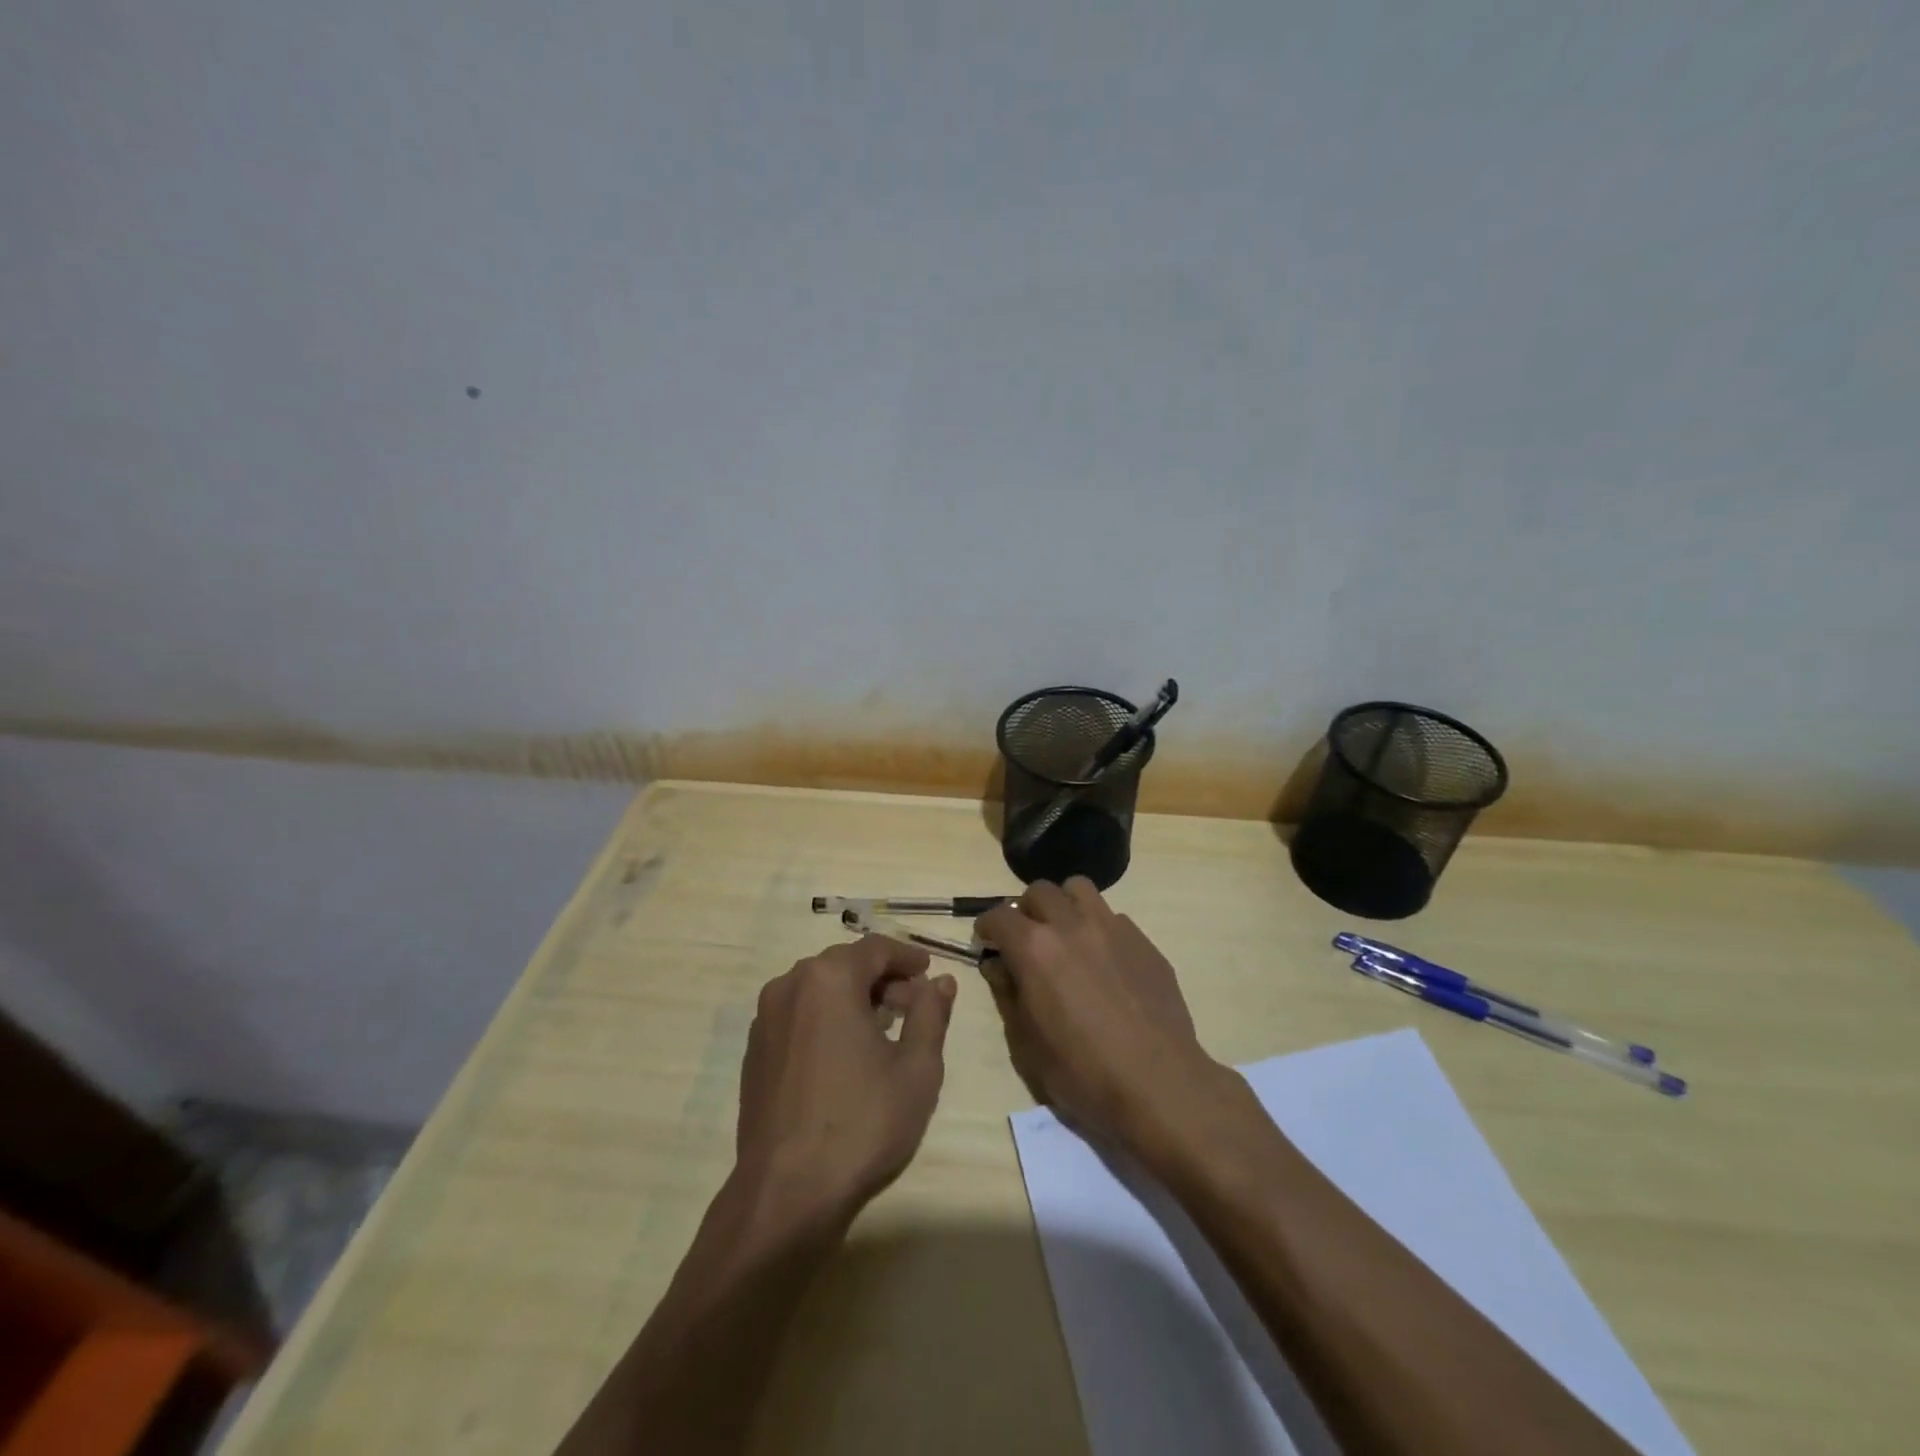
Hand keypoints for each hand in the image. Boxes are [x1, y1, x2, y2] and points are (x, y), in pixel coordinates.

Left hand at [735, 936, 956, 1223]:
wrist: (786, 1193)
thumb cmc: (862, 1122)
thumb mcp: (916, 1068)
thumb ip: (931, 1014)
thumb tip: (941, 982)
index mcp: (829, 978)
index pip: (875, 948)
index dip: (907, 957)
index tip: (929, 972)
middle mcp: (790, 985)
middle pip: (845, 965)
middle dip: (882, 979)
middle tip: (914, 1007)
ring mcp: (765, 1019)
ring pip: (819, 990)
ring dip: (854, 999)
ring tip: (884, 1032)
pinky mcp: (754, 1052)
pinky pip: (798, 1016)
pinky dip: (826, 1020)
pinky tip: (846, 1056)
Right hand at [976, 879, 1225, 1152]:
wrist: (1158, 1083)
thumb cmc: (1083, 1072)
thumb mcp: (1028, 1045)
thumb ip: (1008, 995)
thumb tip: (998, 966)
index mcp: (1035, 948)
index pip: (1000, 915)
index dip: (987, 926)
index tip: (987, 940)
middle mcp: (1071, 925)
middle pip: (1039, 891)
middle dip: (1026, 910)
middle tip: (1026, 938)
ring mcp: (1112, 928)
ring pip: (1079, 889)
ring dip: (1064, 905)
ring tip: (1065, 934)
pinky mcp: (1143, 941)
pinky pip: (1113, 917)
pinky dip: (1098, 927)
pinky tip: (1103, 961)